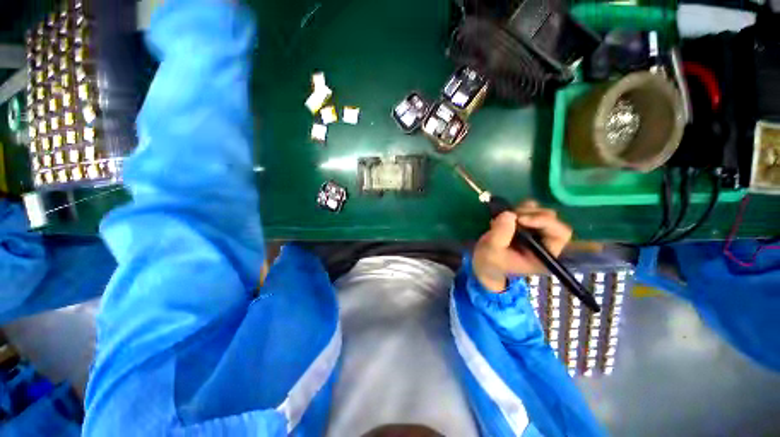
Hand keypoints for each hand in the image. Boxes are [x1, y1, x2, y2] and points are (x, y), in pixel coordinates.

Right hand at [472, 200, 572, 291]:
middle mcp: (545, 242)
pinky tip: (505, 217)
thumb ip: (500, 235)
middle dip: (530, 214)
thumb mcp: (492, 251)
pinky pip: (530, 209)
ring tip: (504, 218)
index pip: (560, 234)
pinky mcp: (526, 224)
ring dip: (523, 210)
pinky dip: (518, 208)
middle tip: (510, 216)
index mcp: (544, 255)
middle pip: (552, 219)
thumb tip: (509, 214)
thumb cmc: (490, 262)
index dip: (544, 222)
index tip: (520, 219)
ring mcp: (536, 232)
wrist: (484, 262)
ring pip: (540, 212)